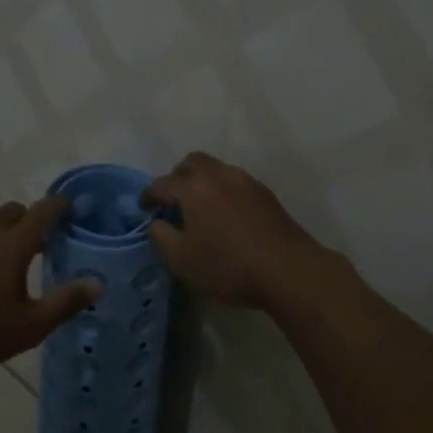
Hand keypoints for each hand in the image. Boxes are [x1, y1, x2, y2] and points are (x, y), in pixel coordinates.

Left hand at [0, 197, 100, 380]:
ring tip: (3, 266)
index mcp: (11, 246)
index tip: (69, 206)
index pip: (41, 212)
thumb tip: (98, 283)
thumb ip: (66, 302)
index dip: (58, 206)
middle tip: (39, 243)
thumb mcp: (31, 327)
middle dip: (28, 219)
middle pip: (12, 212)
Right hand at [140, 152, 324, 308]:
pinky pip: (234, 183)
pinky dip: (222, 191)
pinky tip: (225, 215)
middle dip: (177, 177)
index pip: (162, 183)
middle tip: (172, 200)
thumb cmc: (227, 265)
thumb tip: (156, 223)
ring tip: (199, 208)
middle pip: (192, 162)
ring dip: (202, 182)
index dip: (149, 195)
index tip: (144, 208)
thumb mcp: (181, 260)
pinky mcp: (266, 194)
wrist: (288, 270)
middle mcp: (218, 175)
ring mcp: (246, 181)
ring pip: (216, 170)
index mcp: (193, 187)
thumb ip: (161, 236)